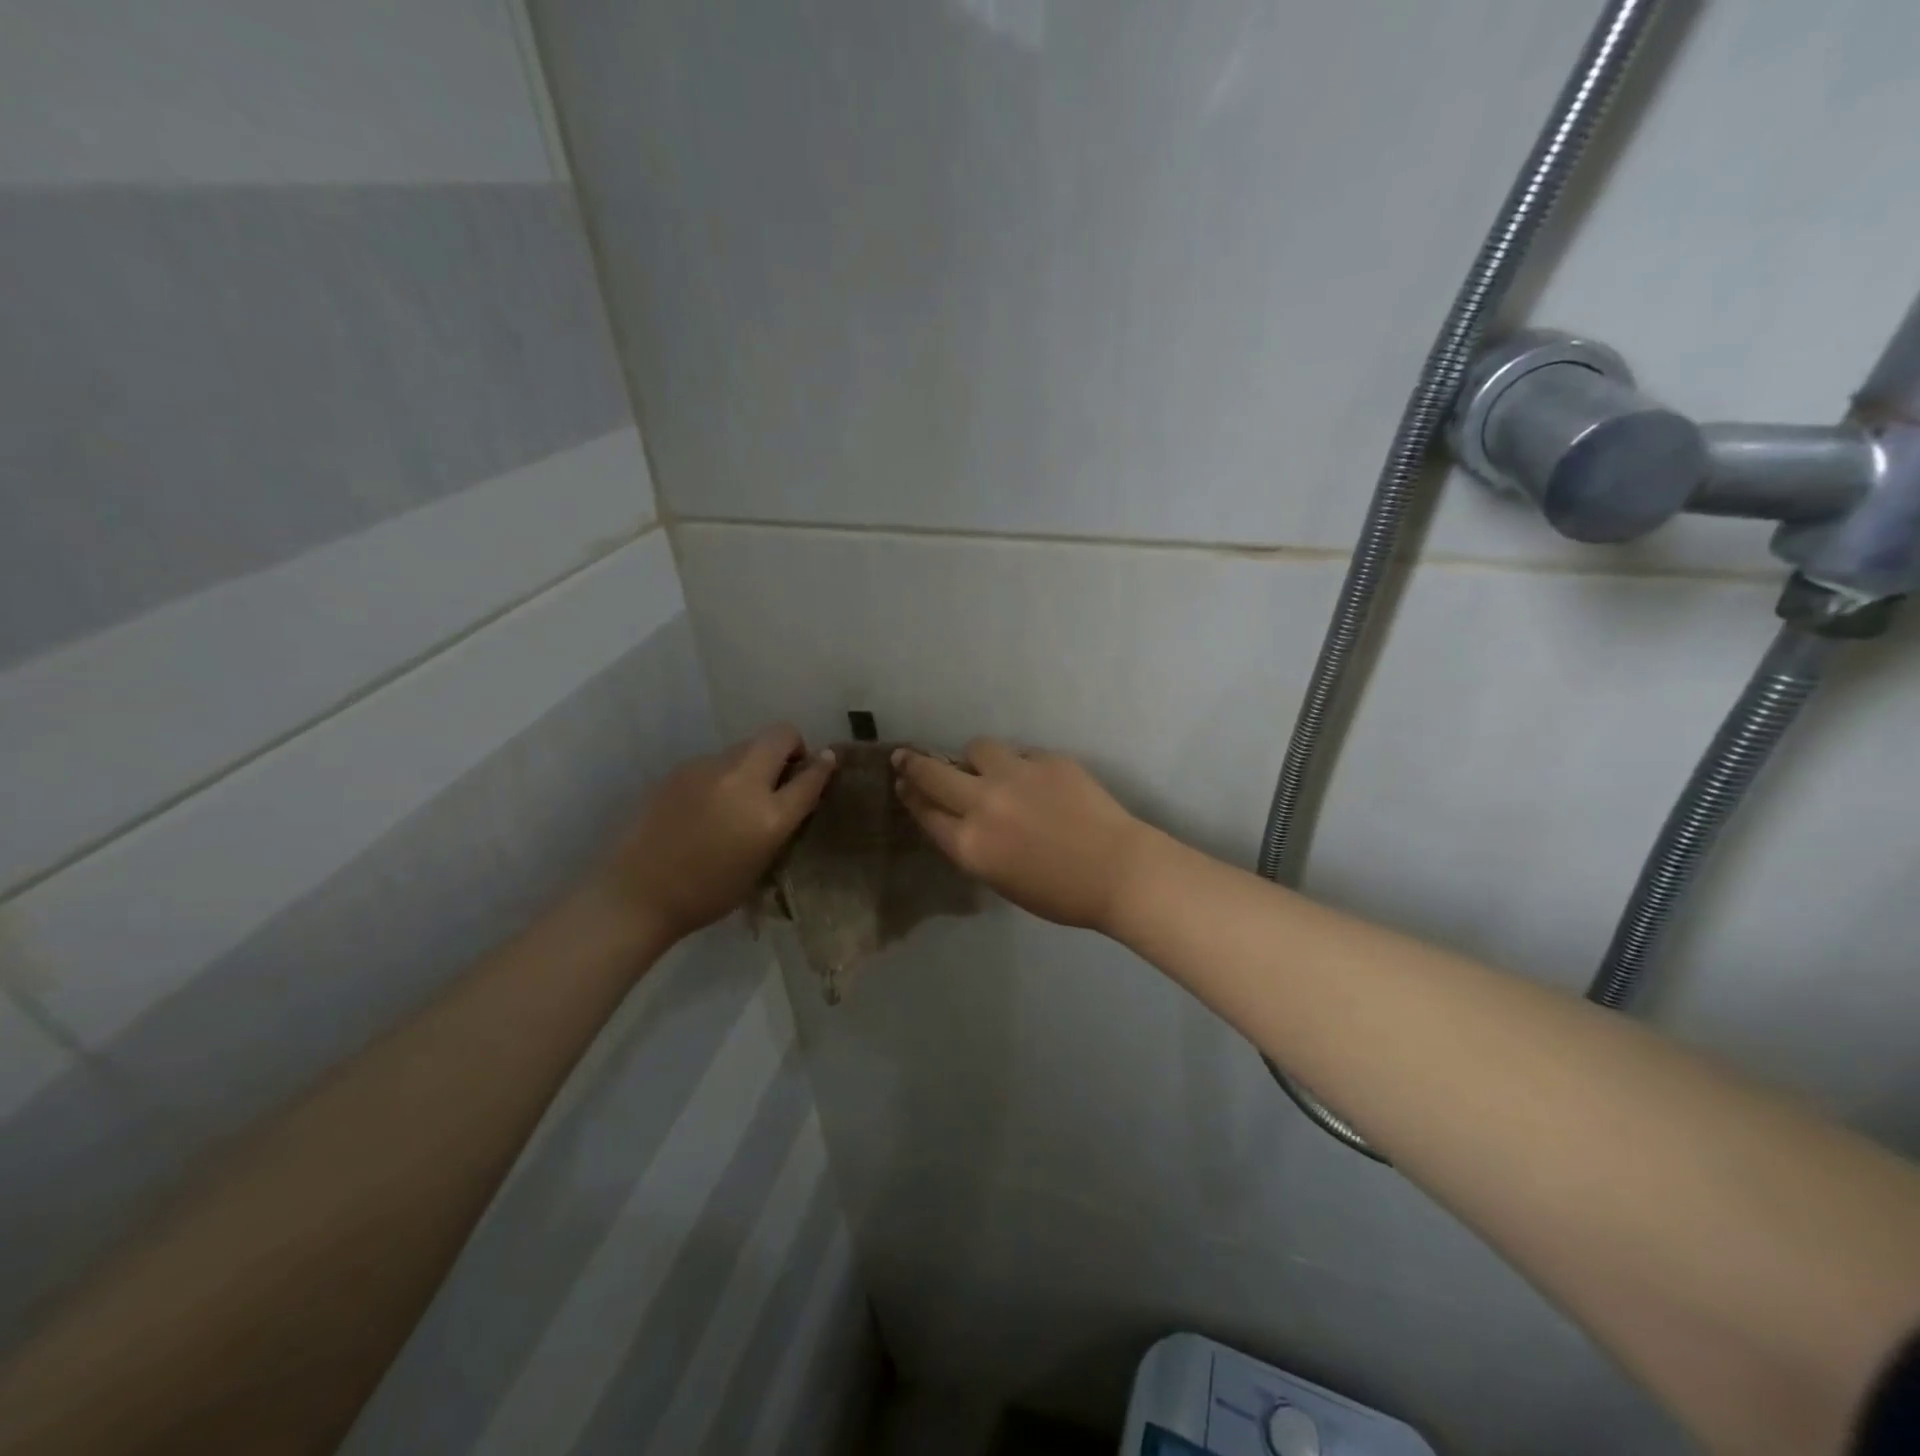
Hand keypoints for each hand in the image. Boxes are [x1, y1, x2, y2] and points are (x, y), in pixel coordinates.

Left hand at [594, 724, 835, 945]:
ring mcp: (710, 769)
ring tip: (740, 794)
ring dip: (755, 761)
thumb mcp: (762, 864)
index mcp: (769, 817)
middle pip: (780, 735)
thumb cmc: (709, 893)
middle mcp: (744, 783)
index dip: (824, 766)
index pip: (810, 777)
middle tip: (785, 771)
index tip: (827, 762)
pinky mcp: (683, 768)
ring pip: (746, 745)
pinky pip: (717, 761)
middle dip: (791, 746)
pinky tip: (707, 803)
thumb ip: (783, 822)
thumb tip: (797, 792)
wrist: (640, 893)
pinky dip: (724, 773)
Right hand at [893, 738, 1151, 932]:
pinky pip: (1020, 754)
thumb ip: (973, 846)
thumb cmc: (1060, 893)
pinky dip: (1021, 765)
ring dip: (976, 759)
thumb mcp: (1000, 880)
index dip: (910, 795)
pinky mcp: (1047, 760)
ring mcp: (1016, 776)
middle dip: (914, 763)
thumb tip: (961, 817)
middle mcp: (984, 804)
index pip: (925, 811)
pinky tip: (1039, 782)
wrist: (1119, 871)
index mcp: (970, 844)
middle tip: (906, 756)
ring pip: (977, 748)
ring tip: (991, 769)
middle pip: (933, 773)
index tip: (903, 783)